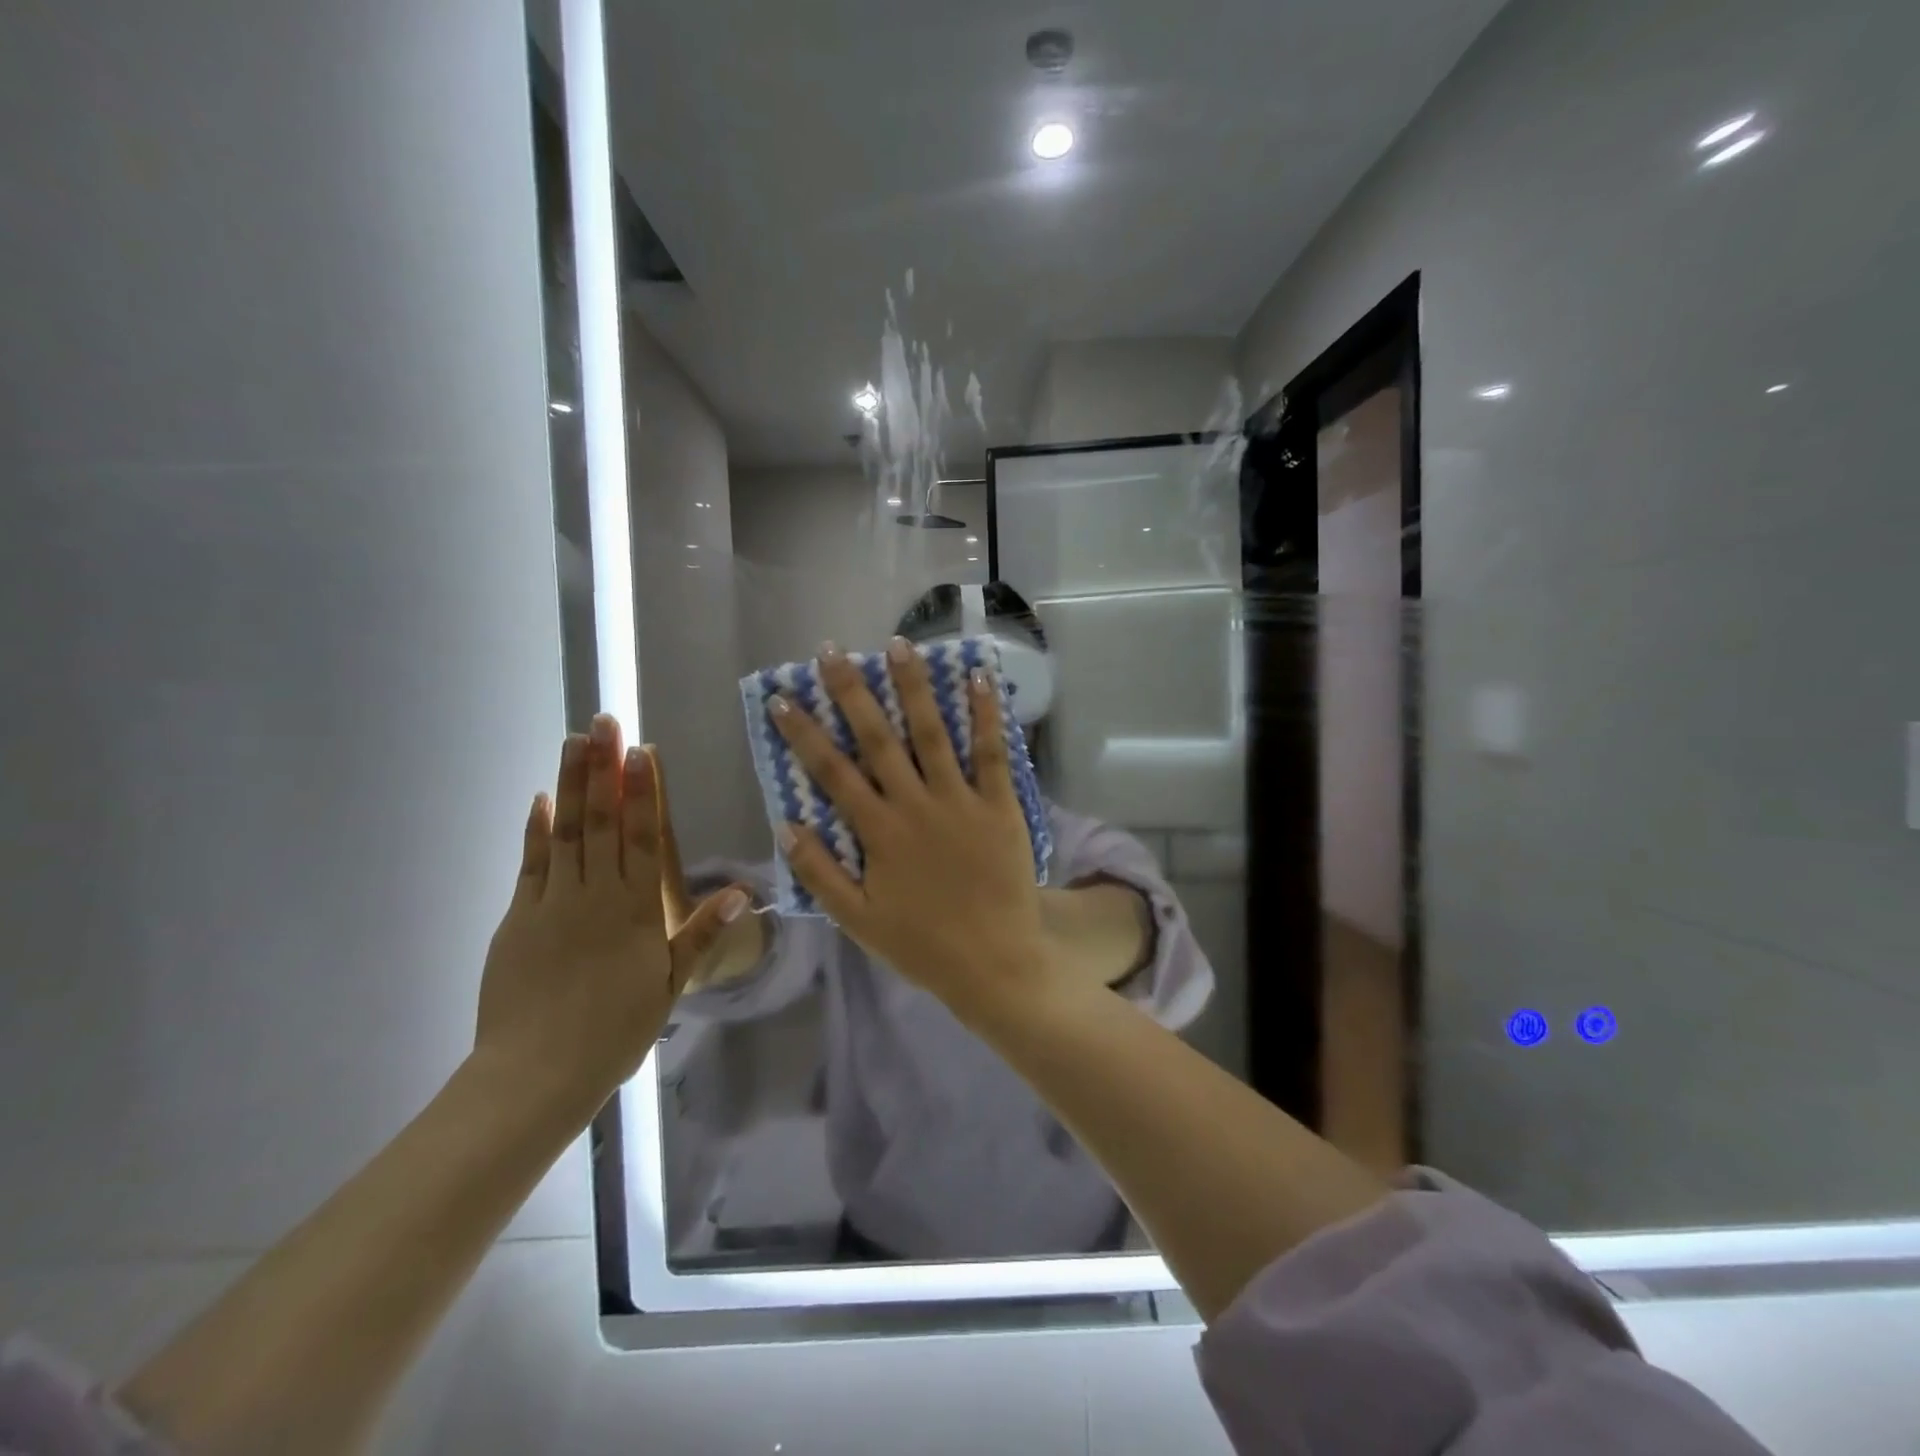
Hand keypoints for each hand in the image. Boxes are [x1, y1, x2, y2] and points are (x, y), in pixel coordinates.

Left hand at [475, 715, 748, 1103]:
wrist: (536, 1073)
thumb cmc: (615, 1030)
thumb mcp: (671, 985)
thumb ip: (702, 933)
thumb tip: (744, 892)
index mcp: (637, 910)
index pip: (643, 838)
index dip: (643, 792)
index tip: (641, 752)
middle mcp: (597, 895)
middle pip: (603, 822)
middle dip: (604, 769)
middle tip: (603, 723)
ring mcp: (554, 902)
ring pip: (566, 831)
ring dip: (570, 783)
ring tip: (574, 741)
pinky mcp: (520, 917)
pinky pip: (531, 863)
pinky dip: (536, 829)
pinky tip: (540, 799)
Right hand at [768, 639, 1050, 1018]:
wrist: (995, 964)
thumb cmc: (923, 944)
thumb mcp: (857, 921)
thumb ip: (820, 873)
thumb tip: (786, 824)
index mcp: (879, 832)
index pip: (832, 771)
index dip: (804, 732)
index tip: (784, 698)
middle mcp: (915, 805)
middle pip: (878, 738)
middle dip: (852, 692)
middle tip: (833, 652)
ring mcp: (961, 801)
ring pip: (932, 733)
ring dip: (914, 687)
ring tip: (899, 645)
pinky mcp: (1000, 805)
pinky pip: (993, 752)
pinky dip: (986, 714)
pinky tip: (979, 677)